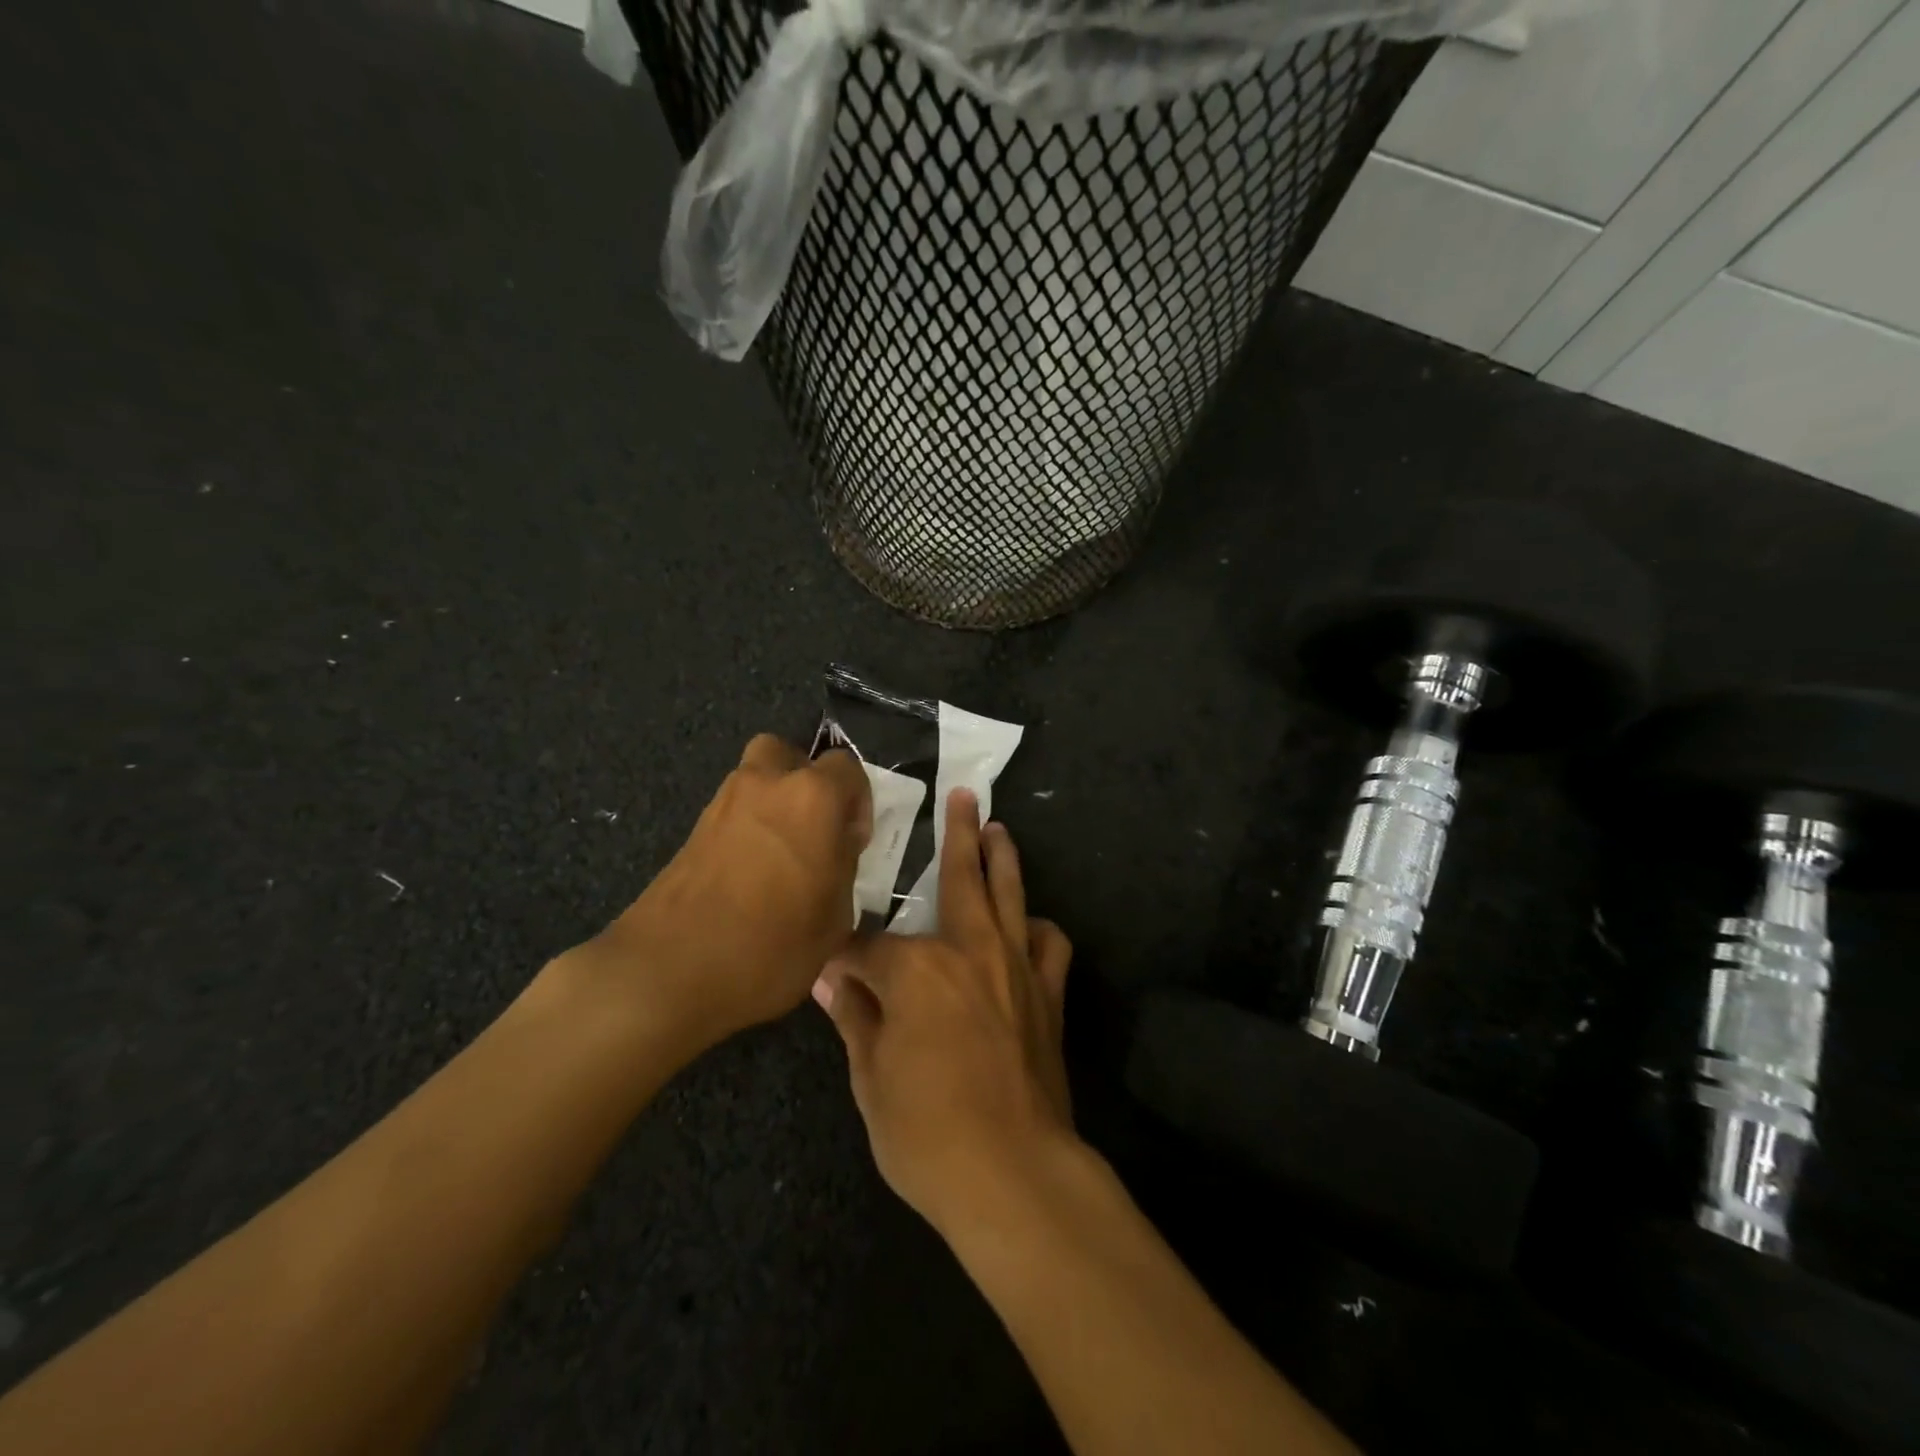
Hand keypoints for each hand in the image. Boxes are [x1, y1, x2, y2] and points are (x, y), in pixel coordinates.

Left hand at [587, 734, 871, 1045]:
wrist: (670, 971)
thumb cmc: (772, 944)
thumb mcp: (836, 918)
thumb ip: (843, 869)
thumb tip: (834, 854)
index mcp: (812, 797)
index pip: (848, 768)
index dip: (858, 802)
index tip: (853, 842)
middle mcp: (766, 784)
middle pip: (788, 755)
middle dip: (806, 782)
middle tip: (815, 829)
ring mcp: (723, 804)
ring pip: (756, 781)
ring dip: (774, 804)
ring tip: (782, 857)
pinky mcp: (692, 831)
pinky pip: (733, 813)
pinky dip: (747, 829)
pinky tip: (751, 876)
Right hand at [813, 788, 1074, 1232]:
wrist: (1014, 1173)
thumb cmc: (928, 1131)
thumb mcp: (871, 1078)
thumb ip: (854, 1017)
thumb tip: (829, 979)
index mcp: (917, 968)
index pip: (867, 947)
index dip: (843, 955)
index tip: (828, 961)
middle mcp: (969, 949)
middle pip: (961, 876)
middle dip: (957, 833)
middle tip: (963, 796)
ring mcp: (1014, 967)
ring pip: (1011, 894)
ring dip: (1004, 858)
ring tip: (1000, 829)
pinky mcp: (1046, 994)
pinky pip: (1049, 944)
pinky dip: (1038, 928)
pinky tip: (1029, 924)